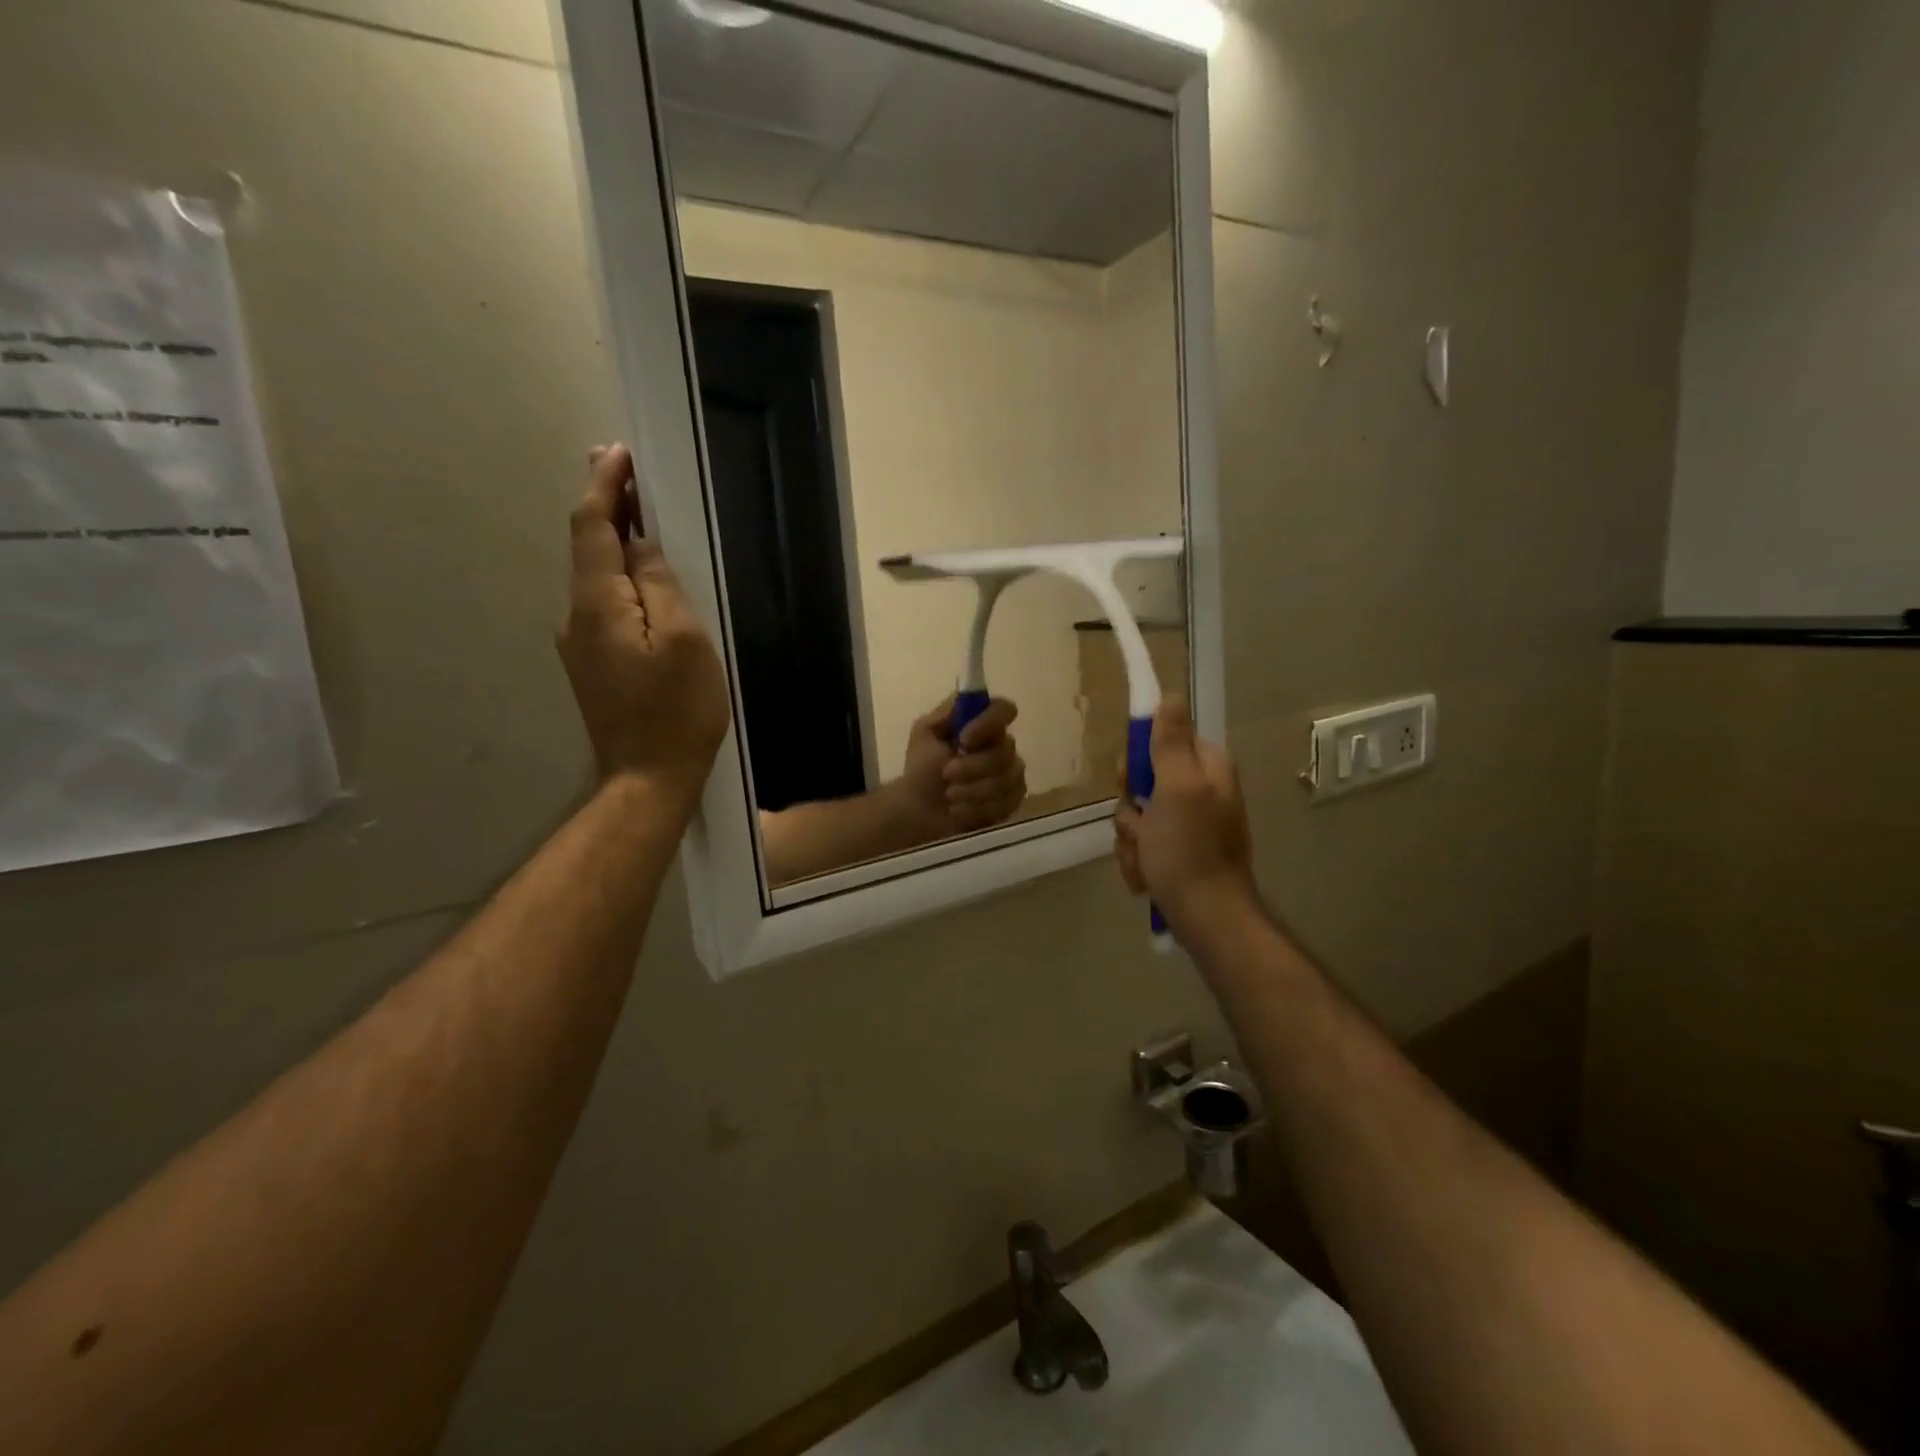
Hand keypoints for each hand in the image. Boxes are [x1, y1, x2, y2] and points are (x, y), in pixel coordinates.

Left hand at [556, 445, 730, 808]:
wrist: (648, 778)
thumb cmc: (676, 709)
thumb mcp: (683, 639)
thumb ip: (659, 585)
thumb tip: (640, 546)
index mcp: (597, 603)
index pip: (591, 527)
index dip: (604, 486)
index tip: (619, 452)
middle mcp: (576, 616)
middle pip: (587, 547)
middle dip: (605, 504)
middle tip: (623, 468)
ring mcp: (579, 644)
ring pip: (593, 576)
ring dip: (612, 539)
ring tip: (637, 512)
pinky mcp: (592, 664)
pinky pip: (601, 603)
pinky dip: (617, 575)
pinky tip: (639, 576)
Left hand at [896, 695, 1027, 838]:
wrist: (919, 810)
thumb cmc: (922, 769)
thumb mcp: (924, 733)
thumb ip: (945, 713)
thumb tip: (966, 699)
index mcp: (983, 724)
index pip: (1004, 710)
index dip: (989, 723)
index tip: (964, 740)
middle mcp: (1002, 746)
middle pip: (1005, 751)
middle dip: (972, 767)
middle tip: (946, 774)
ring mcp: (1012, 774)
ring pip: (1006, 780)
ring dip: (972, 790)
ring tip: (949, 795)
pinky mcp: (1012, 801)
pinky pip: (1006, 803)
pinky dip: (977, 809)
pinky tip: (960, 811)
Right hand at [1113, 701, 1257, 930]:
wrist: (1207, 919)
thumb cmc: (1189, 850)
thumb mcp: (1178, 788)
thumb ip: (1171, 742)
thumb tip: (1170, 696)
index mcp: (1207, 768)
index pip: (1161, 740)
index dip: (1138, 759)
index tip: (1130, 780)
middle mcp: (1200, 791)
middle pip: (1143, 780)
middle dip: (1131, 809)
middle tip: (1140, 826)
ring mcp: (1189, 825)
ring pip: (1136, 816)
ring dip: (1131, 839)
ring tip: (1146, 861)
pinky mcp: (1177, 853)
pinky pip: (1142, 844)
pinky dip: (1138, 861)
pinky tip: (1147, 878)